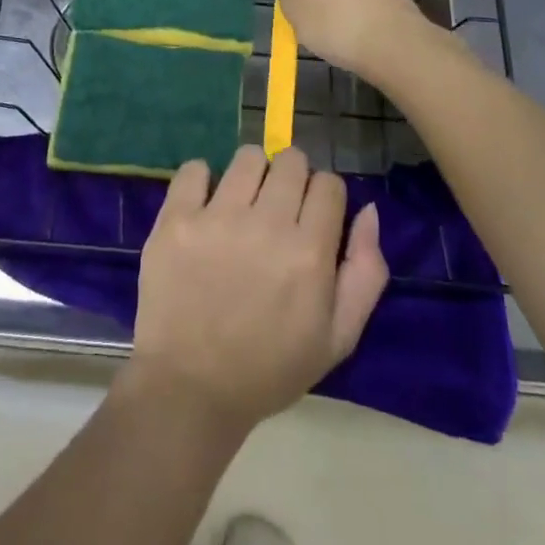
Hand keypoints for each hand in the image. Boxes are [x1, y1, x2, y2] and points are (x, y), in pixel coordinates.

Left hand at [128, 146, 387, 433]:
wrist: (191, 388)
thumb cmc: (270, 367)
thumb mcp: (339, 338)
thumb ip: (366, 272)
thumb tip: (368, 210)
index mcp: (309, 253)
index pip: (329, 184)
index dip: (325, 198)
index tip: (312, 217)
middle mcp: (266, 225)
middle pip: (291, 161)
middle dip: (292, 178)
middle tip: (278, 208)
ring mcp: (217, 217)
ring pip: (248, 157)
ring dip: (252, 174)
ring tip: (242, 204)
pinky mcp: (176, 219)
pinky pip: (194, 168)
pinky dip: (201, 180)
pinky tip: (204, 205)